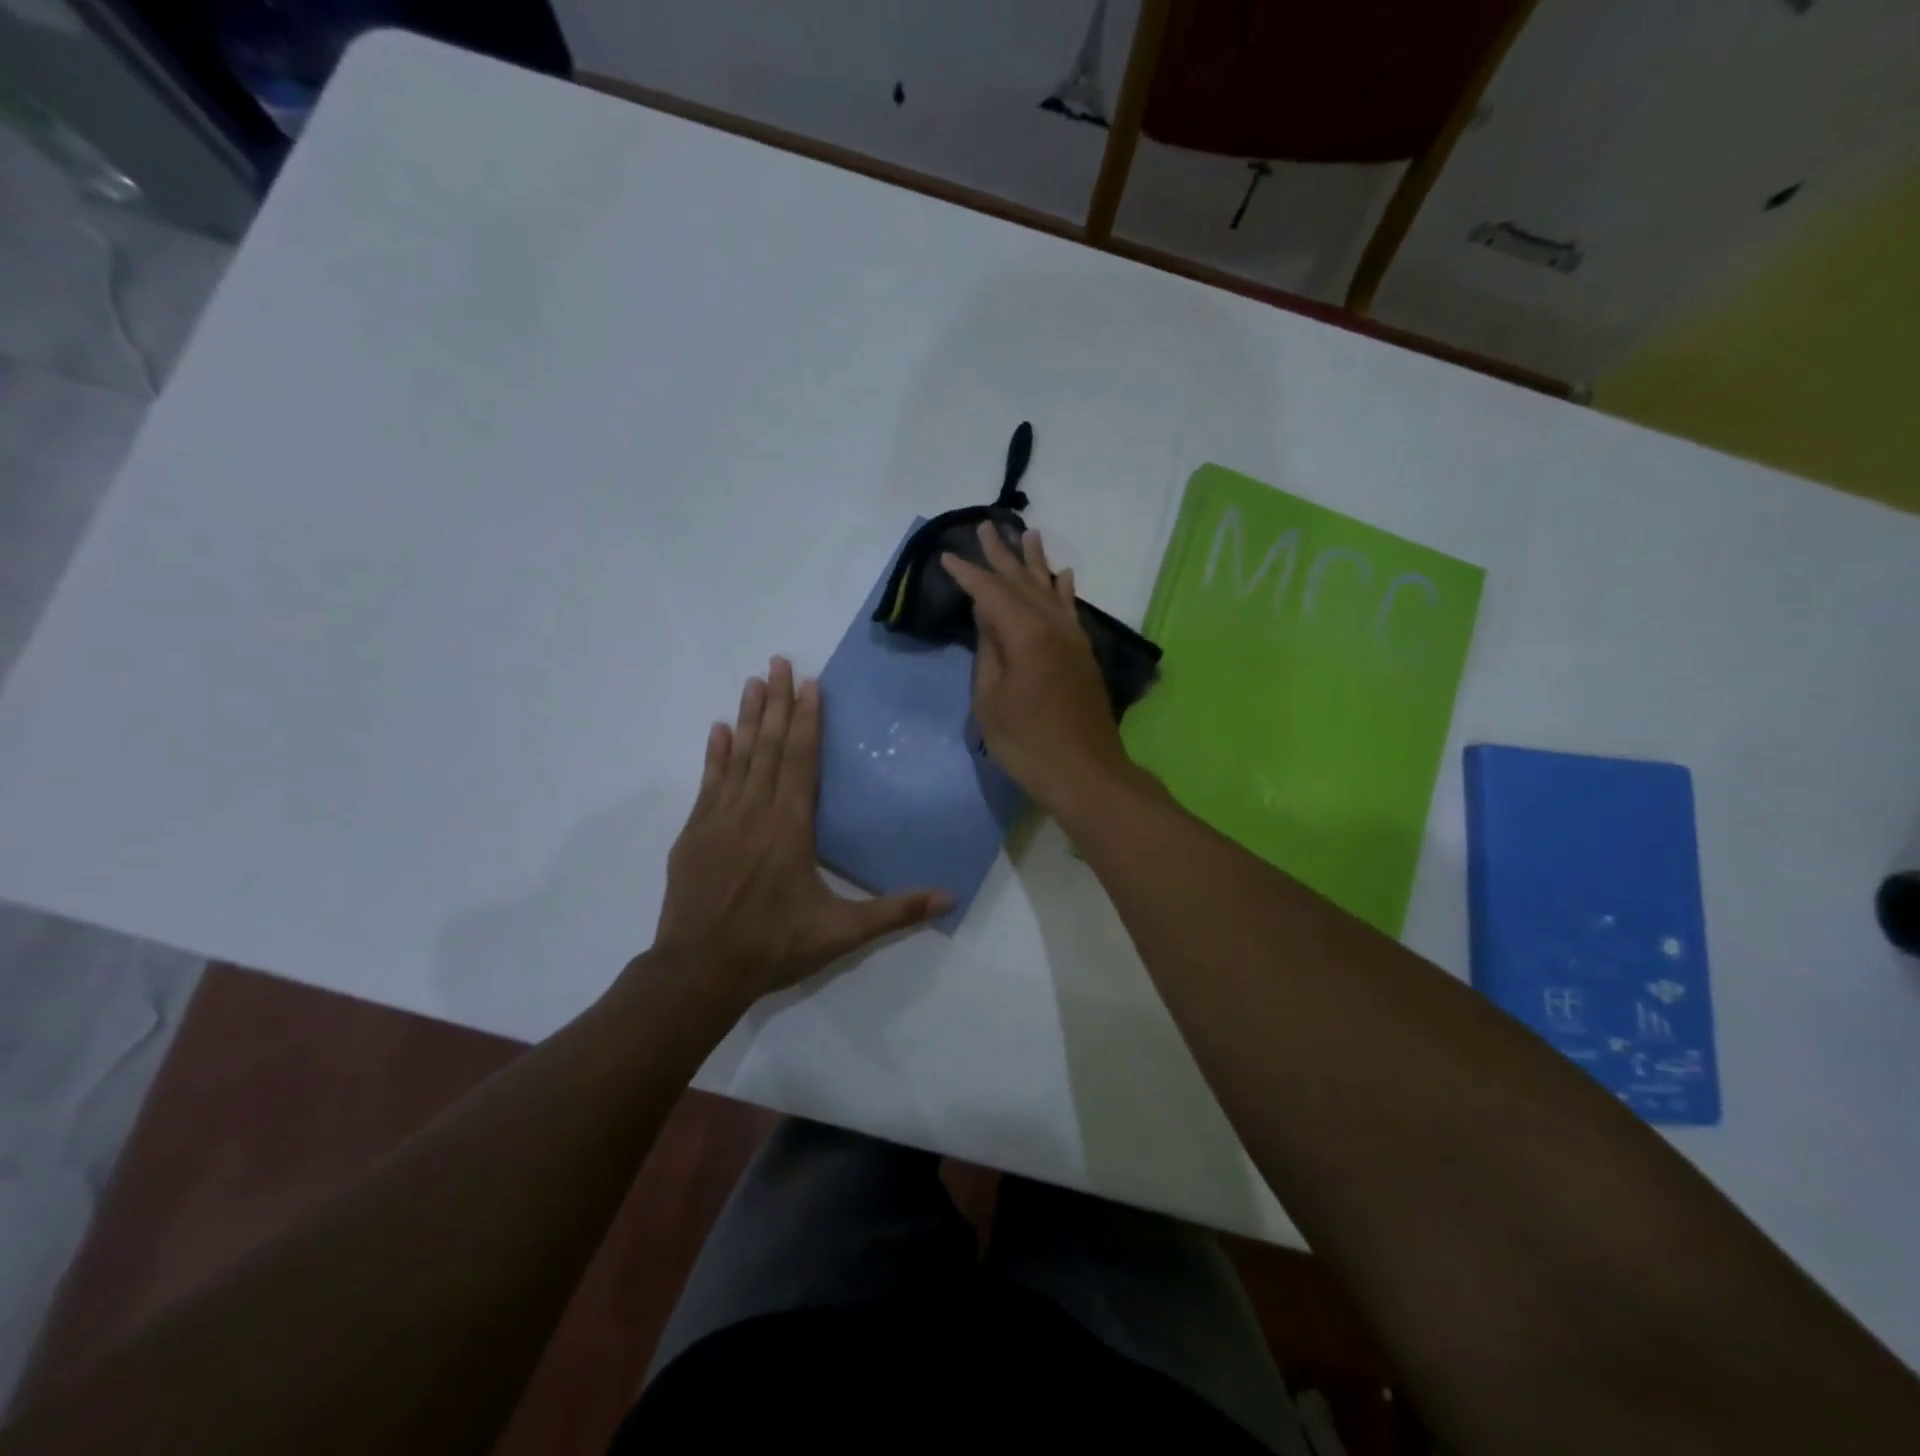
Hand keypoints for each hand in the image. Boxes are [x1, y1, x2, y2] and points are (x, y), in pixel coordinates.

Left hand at [649, 656, 953, 1003]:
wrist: (699, 971)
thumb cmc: (774, 946)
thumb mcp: (841, 932)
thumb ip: (895, 911)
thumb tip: (949, 898)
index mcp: (790, 826)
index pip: (801, 759)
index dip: (807, 719)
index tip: (810, 683)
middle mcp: (754, 811)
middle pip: (769, 746)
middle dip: (776, 702)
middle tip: (778, 661)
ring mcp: (719, 819)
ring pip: (738, 756)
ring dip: (748, 717)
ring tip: (753, 681)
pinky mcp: (695, 833)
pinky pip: (708, 782)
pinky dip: (715, 754)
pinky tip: (718, 730)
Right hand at [941, 523, 1134, 815]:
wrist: (1085, 772)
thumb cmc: (1027, 743)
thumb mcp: (991, 701)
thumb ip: (988, 653)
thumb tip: (987, 617)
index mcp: (1024, 634)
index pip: (990, 593)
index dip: (968, 574)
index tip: (948, 555)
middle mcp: (1052, 626)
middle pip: (1022, 582)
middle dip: (1002, 555)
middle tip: (986, 526)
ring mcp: (1072, 638)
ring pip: (1050, 589)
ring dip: (1036, 562)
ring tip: (1027, 534)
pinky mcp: (1083, 654)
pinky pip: (1071, 610)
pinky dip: (1064, 590)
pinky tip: (1063, 575)